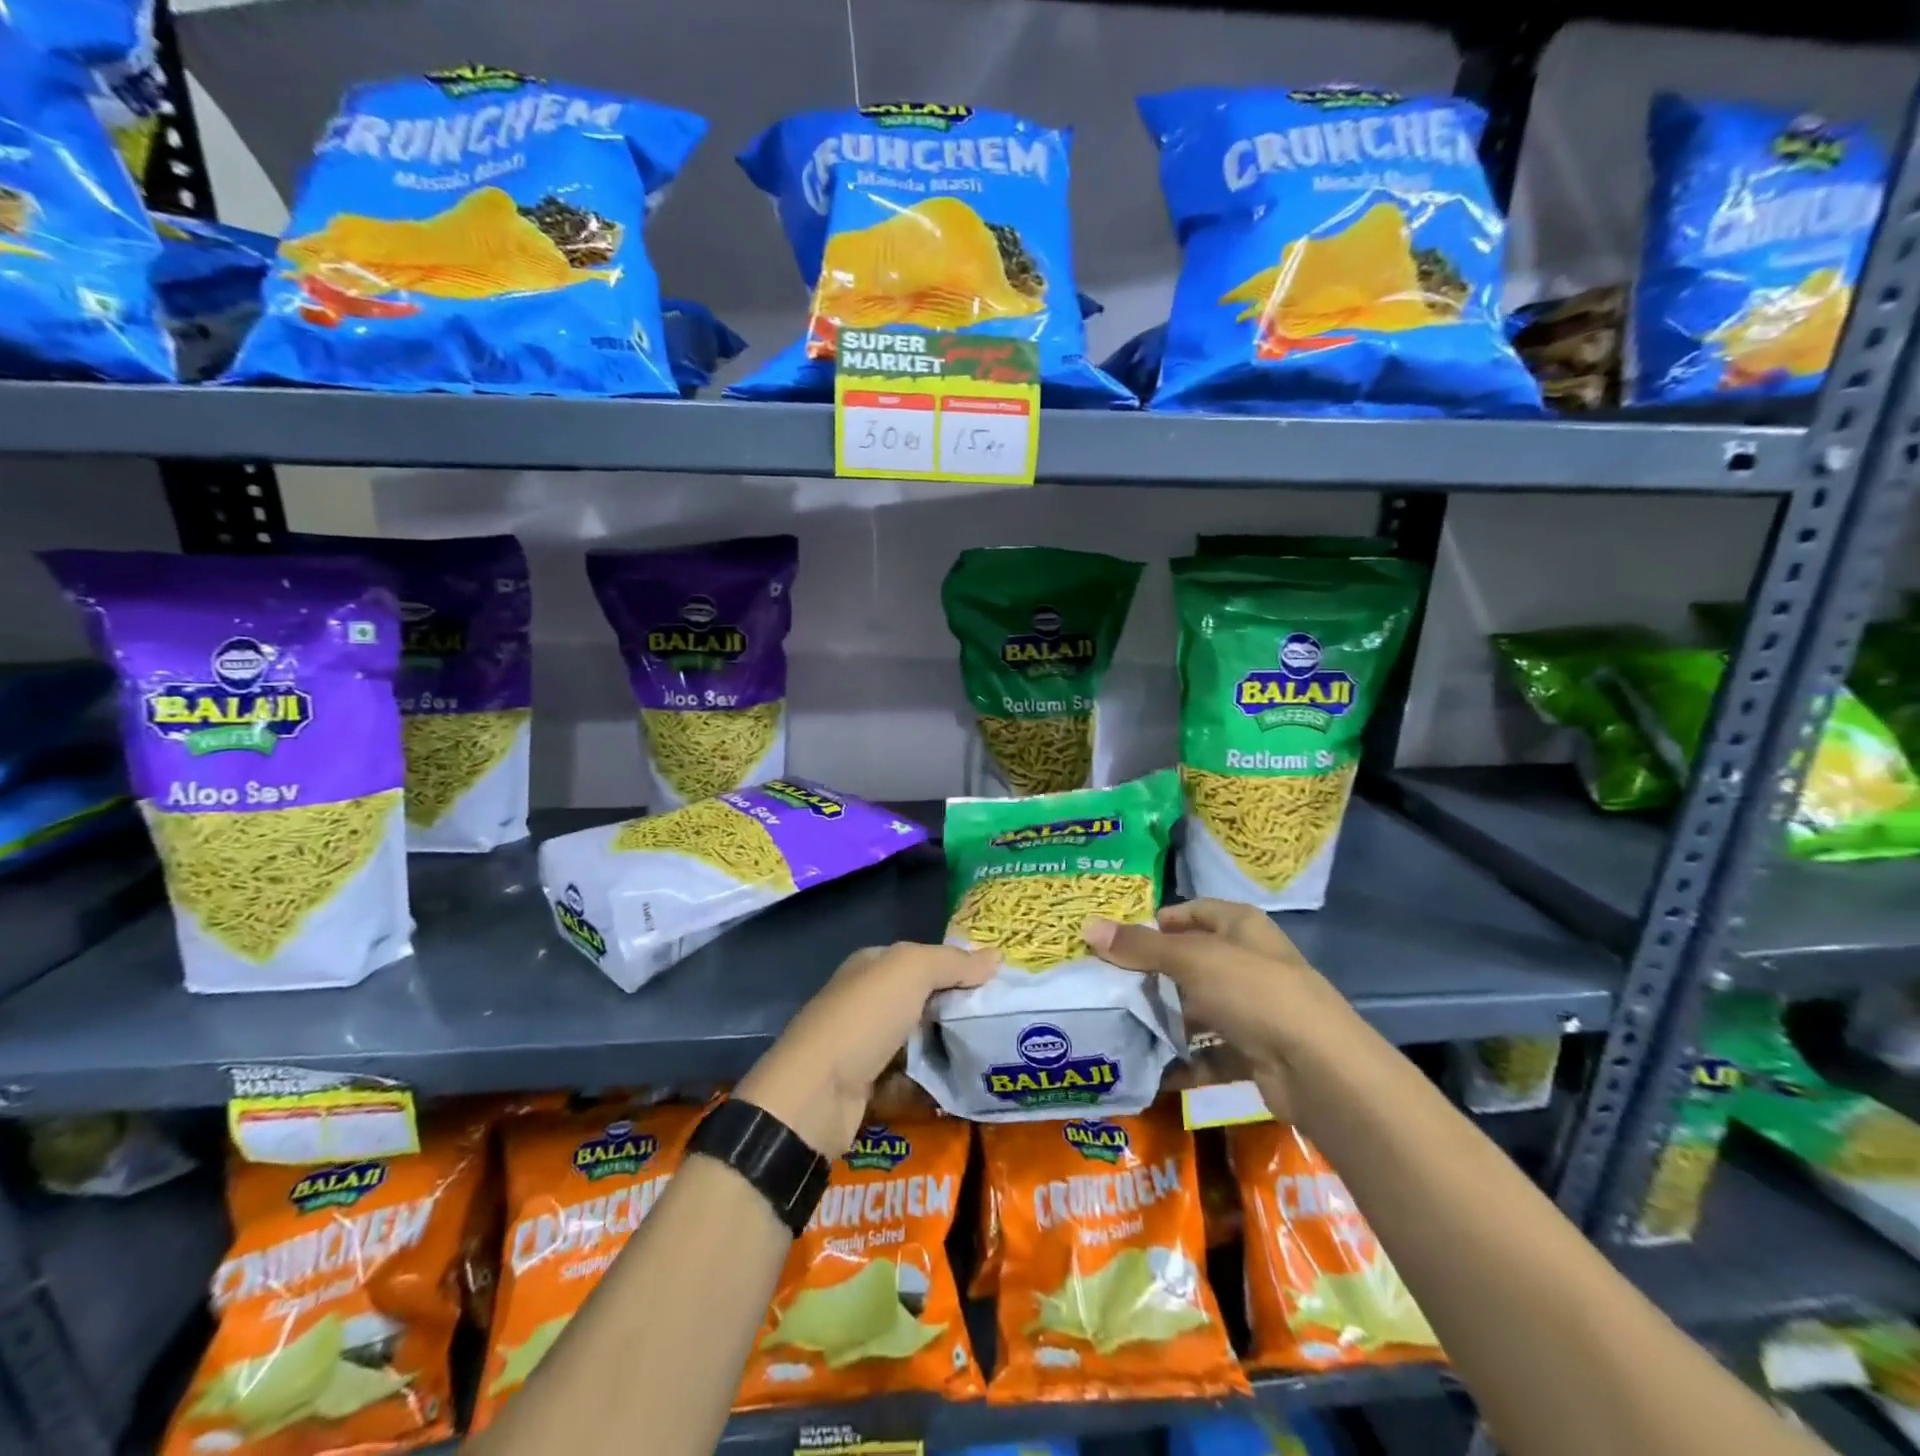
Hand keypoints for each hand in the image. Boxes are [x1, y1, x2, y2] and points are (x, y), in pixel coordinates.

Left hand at [736, 942, 996, 1157]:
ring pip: (918, 1043)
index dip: (957, 967)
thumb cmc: (864, 1020)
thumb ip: (952, 962)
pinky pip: (909, 1081)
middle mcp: (866, 1001)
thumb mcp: (910, 972)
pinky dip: (930, 1086)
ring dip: (947, 1051)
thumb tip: (996, 956)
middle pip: (923, 1001)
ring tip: (989, 1058)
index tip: (996, 984)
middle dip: (957, 1011)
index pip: (923, 959)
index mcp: (872, 966)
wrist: (816, 1096)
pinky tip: (961, 1089)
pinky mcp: (867, 1087)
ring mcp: (864, 1046)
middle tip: (999, 1024)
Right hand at [1084, 900, 1353, 1103]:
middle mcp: (1248, 962)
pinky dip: (1184, 1062)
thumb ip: (1140, 947)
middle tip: (1108, 985)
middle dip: (1153, 975)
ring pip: (1198, 1009)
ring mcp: (1254, 1010)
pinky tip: (1152, 1069)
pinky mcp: (1255, 1052)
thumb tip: (1088, 927)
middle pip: (1191, 962)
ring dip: (1166, 1020)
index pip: (1193, 912)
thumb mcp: (1191, 960)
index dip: (1158, 922)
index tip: (1118, 940)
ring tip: (1121, 1026)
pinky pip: (1209, 1053)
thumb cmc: (1253, 992)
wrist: (1318, 1069)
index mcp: (1241, 927)